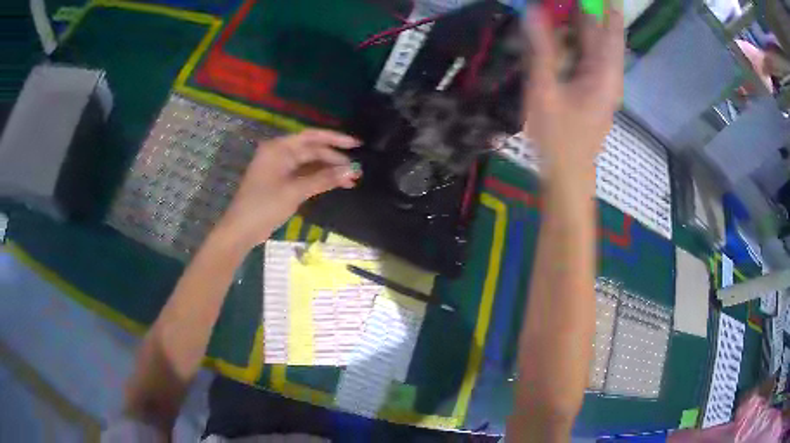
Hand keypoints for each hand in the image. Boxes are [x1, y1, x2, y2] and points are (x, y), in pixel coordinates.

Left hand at [217, 129, 360, 248]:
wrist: (241, 230)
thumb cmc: (264, 206)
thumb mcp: (295, 191)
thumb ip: (324, 179)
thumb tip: (352, 171)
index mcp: (279, 148)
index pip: (312, 137)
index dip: (336, 139)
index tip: (357, 144)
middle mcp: (280, 153)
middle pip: (312, 150)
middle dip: (335, 159)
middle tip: (357, 170)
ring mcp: (280, 168)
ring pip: (310, 164)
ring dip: (329, 170)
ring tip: (351, 180)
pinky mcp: (281, 181)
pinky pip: (304, 174)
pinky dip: (319, 179)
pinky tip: (335, 184)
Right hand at [524, 4, 623, 180]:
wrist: (568, 174)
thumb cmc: (558, 138)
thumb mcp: (545, 91)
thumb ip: (541, 50)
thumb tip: (534, 13)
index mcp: (604, 73)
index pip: (607, 29)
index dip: (603, 7)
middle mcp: (608, 75)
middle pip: (604, 34)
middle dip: (592, 10)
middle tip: (580, 0)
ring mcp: (602, 82)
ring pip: (595, 45)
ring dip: (583, 24)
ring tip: (568, 8)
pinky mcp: (593, 88)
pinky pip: (587, 56)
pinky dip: (576, 40)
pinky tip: (563, 33)